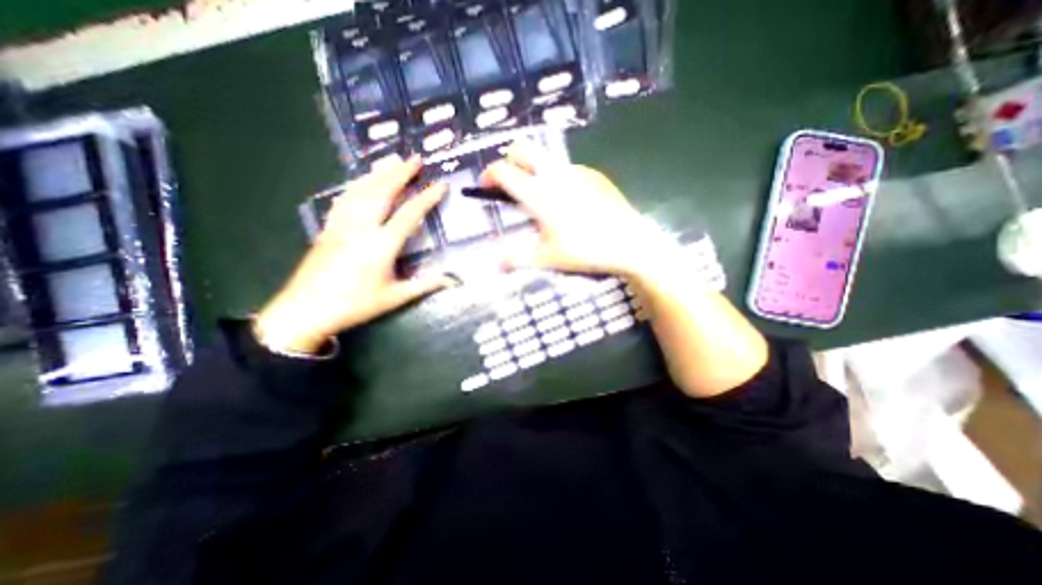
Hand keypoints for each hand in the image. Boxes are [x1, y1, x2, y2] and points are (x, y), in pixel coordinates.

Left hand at [257, 155, 452, 354]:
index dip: (427, 197)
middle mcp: (362, 228)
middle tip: (415, 158)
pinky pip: (344, 199)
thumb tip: (454, 280)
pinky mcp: (328, 227)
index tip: (441, 184)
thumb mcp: (396, 297)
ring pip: (361, 190)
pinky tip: (362, 181)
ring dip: (378, 173)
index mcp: (381, 245)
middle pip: (382, 192)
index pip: (409, 214)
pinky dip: (357, 185)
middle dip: (400, 173)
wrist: (306, 310)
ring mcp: (342, 224)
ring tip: (391, 160)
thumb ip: (426, 285)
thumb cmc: (356, 305)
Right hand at [479, 140, 675, 277]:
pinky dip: (554, 177)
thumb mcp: (548, 258)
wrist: (629, 242)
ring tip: (538, 197)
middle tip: (510, 183)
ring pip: (545, 157)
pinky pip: (565, 168)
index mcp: (539, 193)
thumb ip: (517, 259)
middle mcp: (555, 174)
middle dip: (509, 160)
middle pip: (523, 148)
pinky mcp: (593, 174)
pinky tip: (566, 201)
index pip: (504, 171)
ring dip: (532, 169)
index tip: (484, 186)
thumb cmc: (586, 251)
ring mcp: (576, 171)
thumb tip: (494, 264)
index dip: (488, 174)